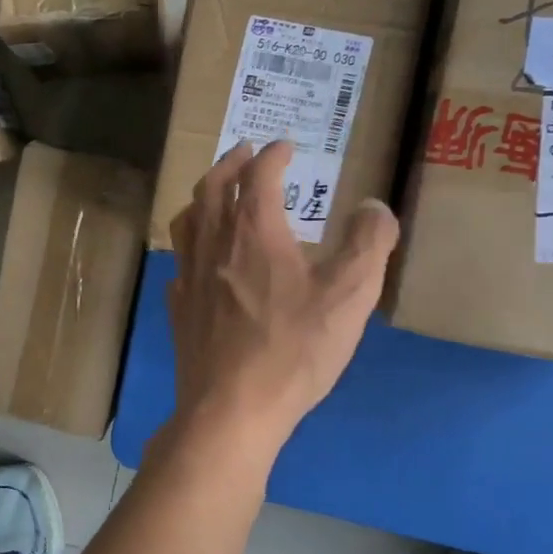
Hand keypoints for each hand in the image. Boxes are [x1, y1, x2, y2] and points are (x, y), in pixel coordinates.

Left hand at [166, 140, 397, 456]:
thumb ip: (368, 244)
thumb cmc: (293, 349)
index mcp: (252, 231)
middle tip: (244, 153)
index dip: (272, 155)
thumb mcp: (350, 295)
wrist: (231, 407)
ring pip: (188, 220)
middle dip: (230, 163)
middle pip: (212, 188)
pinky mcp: (178, 307)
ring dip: (203, 196)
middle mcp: (212, 243)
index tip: (285, 146)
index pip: (259, 175)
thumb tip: (373, 206)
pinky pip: (180, 260)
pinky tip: (203, 259)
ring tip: (216, 194)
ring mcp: (188, 276)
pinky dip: (192, 243)